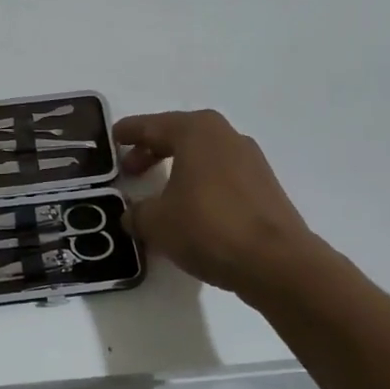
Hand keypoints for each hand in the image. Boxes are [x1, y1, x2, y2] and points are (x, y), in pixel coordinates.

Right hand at [115, 110, 321, 298]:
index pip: (151, 126)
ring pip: (202, 155)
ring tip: (160, 194)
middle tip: (130, 170)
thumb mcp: (156, 223)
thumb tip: (133, 214)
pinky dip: (200, 183)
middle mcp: (224, 135)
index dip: (128, 133)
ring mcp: (250, 159)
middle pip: (178, 135)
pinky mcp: (264, 185)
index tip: (113, 138)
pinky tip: (191, 209)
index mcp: (195, 131)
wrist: (276, 262)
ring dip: (178, 168)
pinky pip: (221, 174)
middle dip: (152, 150)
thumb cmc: (208, 227)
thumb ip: (137, 213)